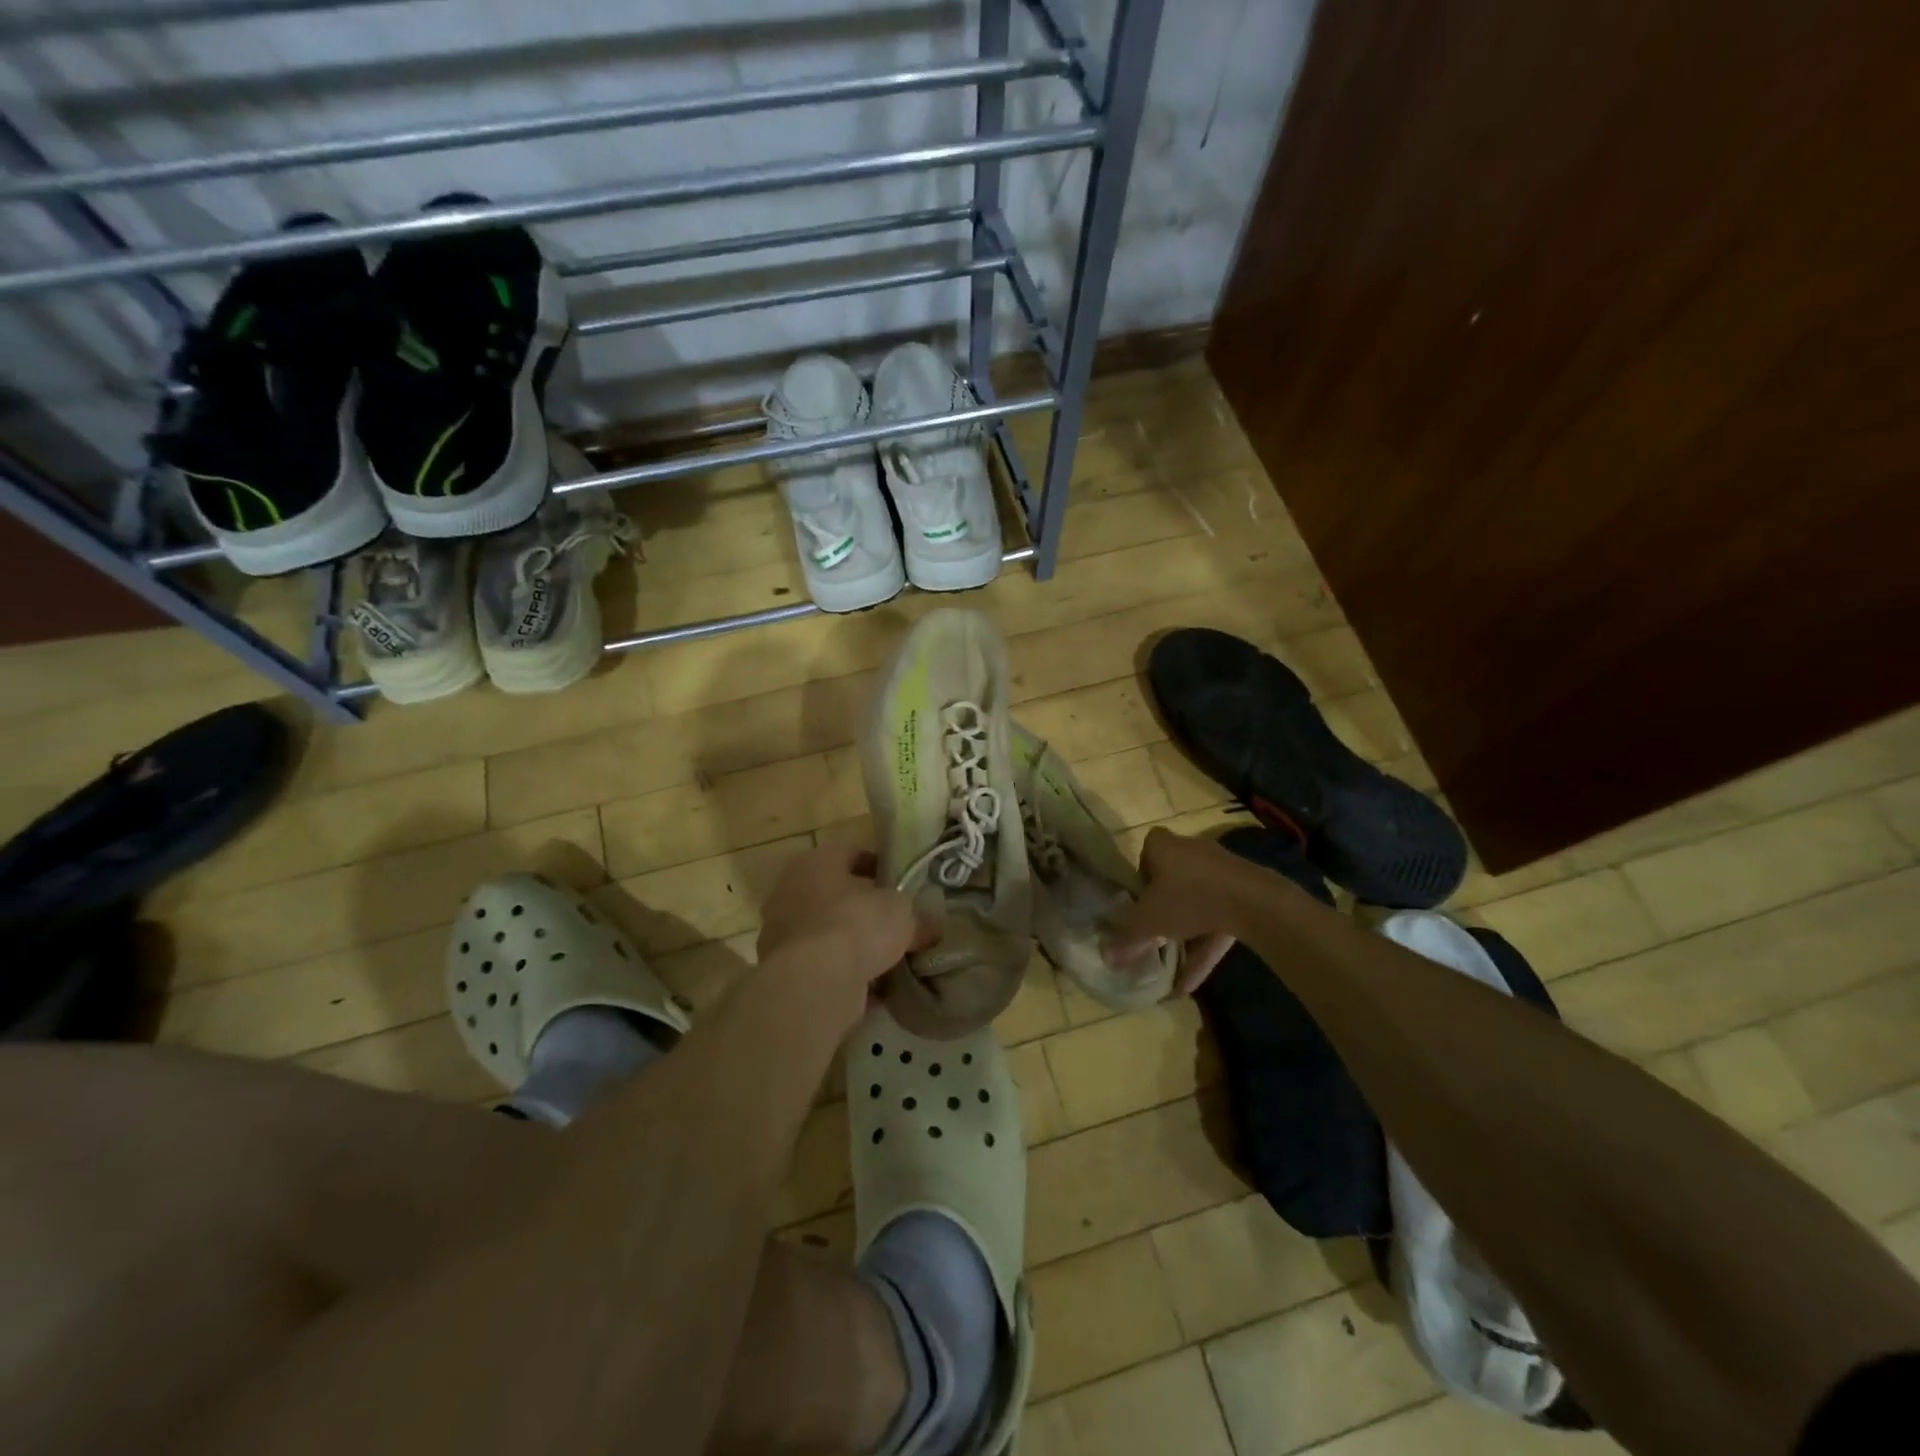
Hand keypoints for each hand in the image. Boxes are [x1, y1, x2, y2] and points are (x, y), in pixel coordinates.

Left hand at [757, 845, 930, 1022]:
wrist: (814, 984)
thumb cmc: (856, 926)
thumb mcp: (902, 913)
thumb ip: (918, 917)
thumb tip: (930, 927)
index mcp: (815, 862)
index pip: (852, 854)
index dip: (881, 867)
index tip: (903, 884)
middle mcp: (790, 892)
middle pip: (837, 897)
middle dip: (865, 911)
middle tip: (897, 924)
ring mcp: (781, 934)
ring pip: (828, 935)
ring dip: (854, 946)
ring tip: (889, 961)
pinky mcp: (783, 972)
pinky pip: (822, 968)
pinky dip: (844, 976)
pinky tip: (873, 990)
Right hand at [1105, 829, 1247, 996]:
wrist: (1252, 902)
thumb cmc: (1187, 899)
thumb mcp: (1148, 922)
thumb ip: (1126, 938)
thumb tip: (1105, 957)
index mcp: (1163, 846)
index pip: (1146, 850)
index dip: (1140, 873)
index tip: (1138, 900)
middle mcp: (1191, 849)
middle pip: (1171, 877)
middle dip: (1164, 906)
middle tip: (1153, 930)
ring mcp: (1220, 870)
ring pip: (1196, 901)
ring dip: (1185, 933)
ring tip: (1171, 965)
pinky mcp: (1243, 891)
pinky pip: (1218, 918)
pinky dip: (1205, 945)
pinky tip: (1191, 983)